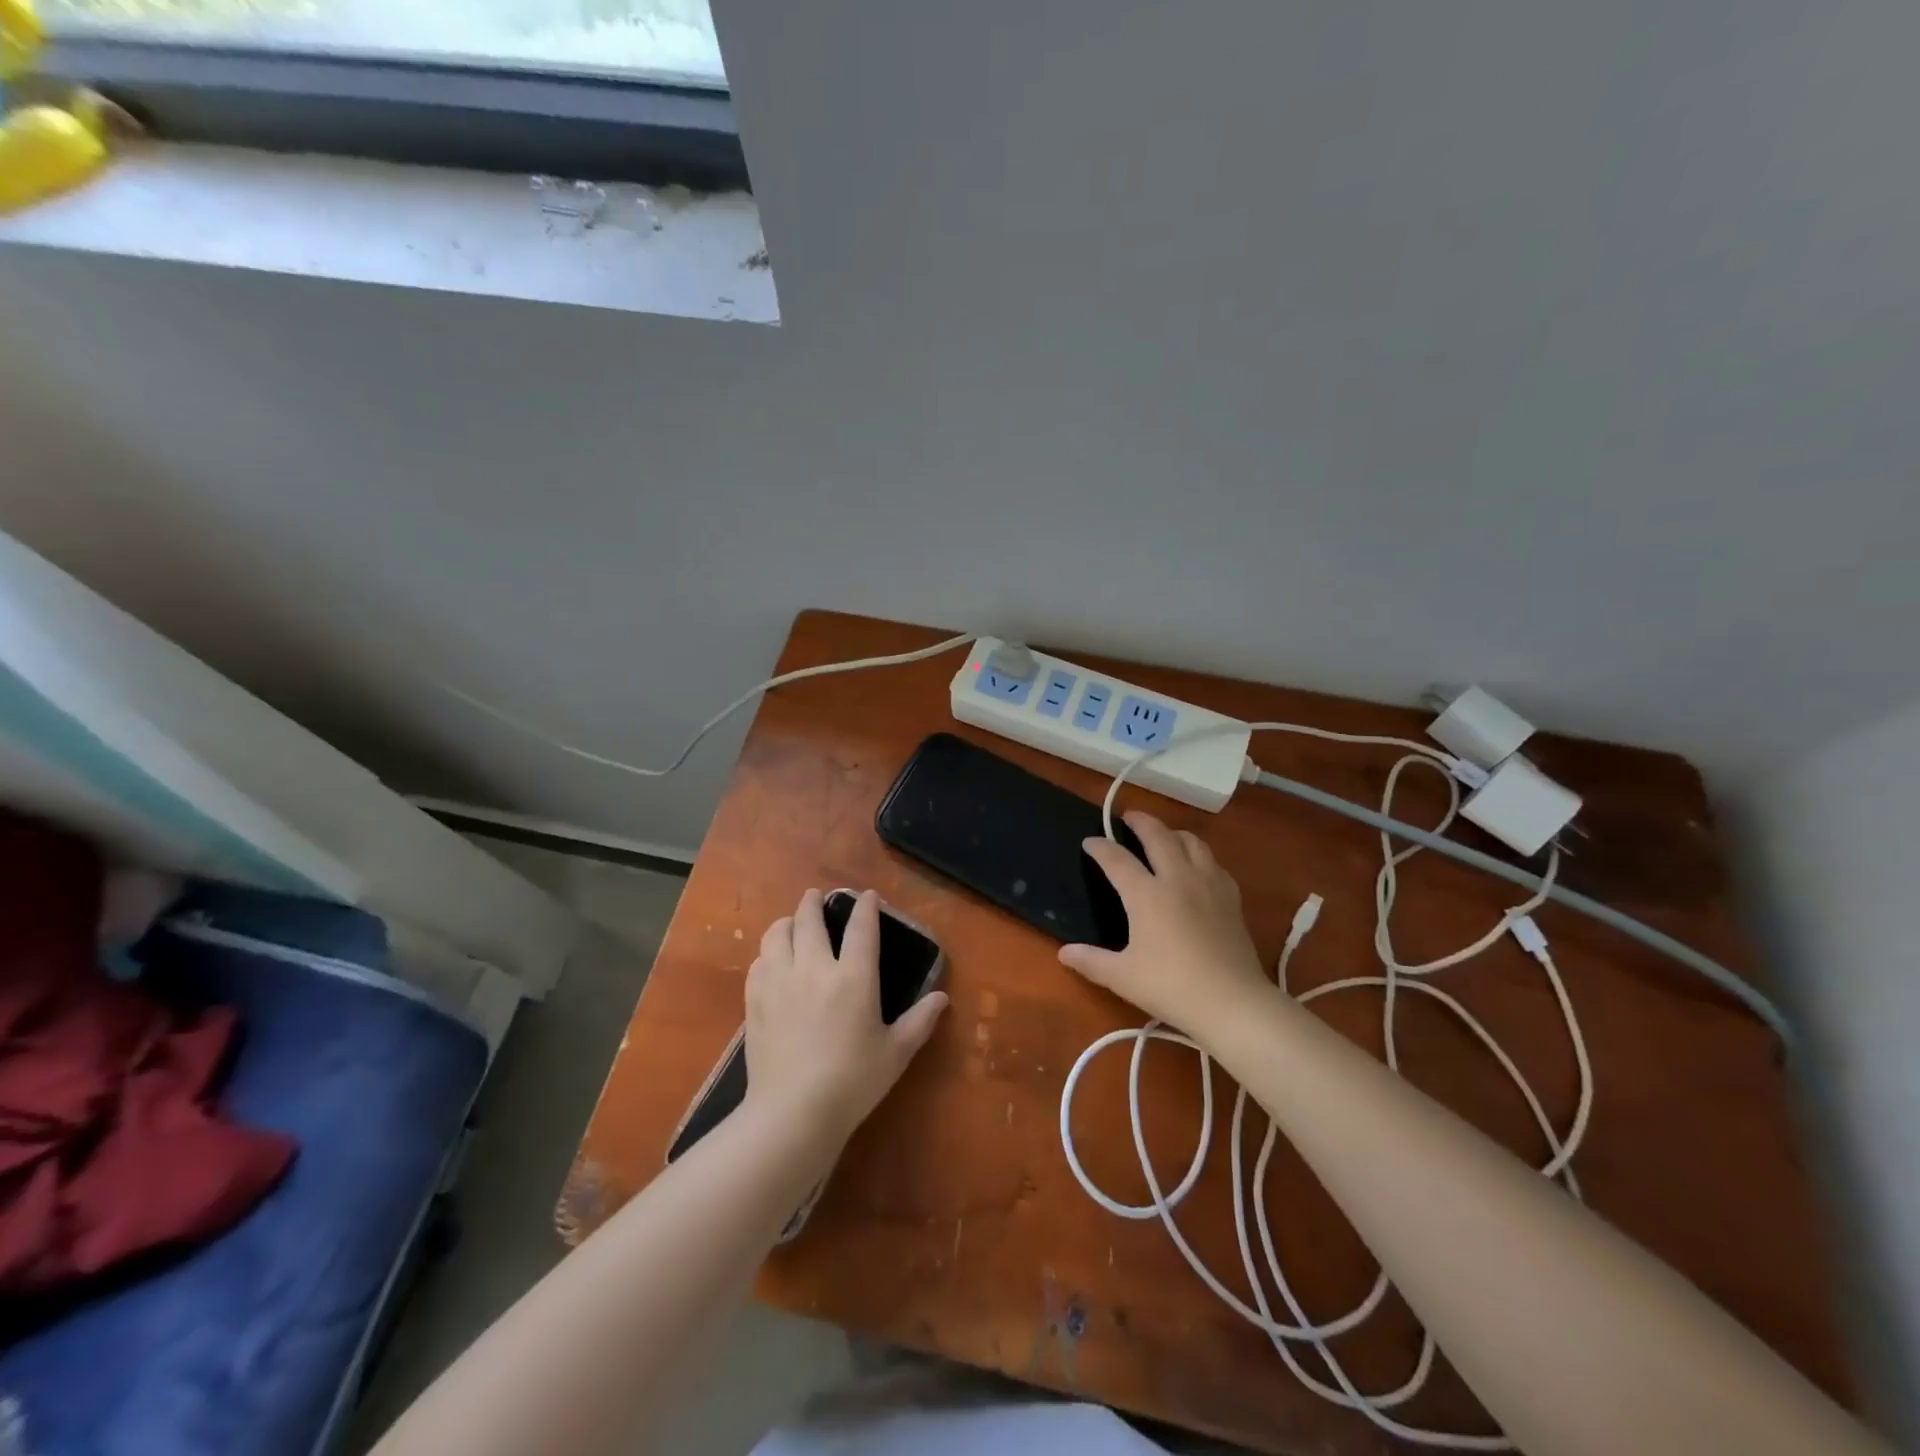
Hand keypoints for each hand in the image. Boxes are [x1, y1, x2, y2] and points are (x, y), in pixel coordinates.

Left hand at [743, 889, 948, 1145]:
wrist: (792, 1112)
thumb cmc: (853, 1082)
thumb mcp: (896, 1053)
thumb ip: (920, 1021)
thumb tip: (942, 998)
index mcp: (854, 978)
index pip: (862, 928)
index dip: (866, 906)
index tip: (867, 896)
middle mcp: (815, 969)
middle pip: (809, 919)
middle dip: (814, 902)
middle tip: (817, 897)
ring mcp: (780, 982)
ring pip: (777, 934)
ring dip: (786, 922)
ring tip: (791, 924)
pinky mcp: (755, 1000)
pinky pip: (759, 962)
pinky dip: (767, 953)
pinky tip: (772, 962)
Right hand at [1061, 811, 1271, 1034]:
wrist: (1231, 1001)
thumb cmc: (1170, 987)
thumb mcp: (1122, 977)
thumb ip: (1091, 961)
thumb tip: (1064, 952)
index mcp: (1146, 894)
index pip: (1117, 859)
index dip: (1100, 847)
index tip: (1089, 842)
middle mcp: (1177, 878)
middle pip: (1158, 835)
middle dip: (1140, 821)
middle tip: (1128, 816)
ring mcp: (1208, 884)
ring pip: (1191, 841)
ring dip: (1173, 832)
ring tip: (1164, 835)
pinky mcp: (1231, 897)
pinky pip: (1213, 862)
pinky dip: (1199, 855)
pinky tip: (1197, 866)